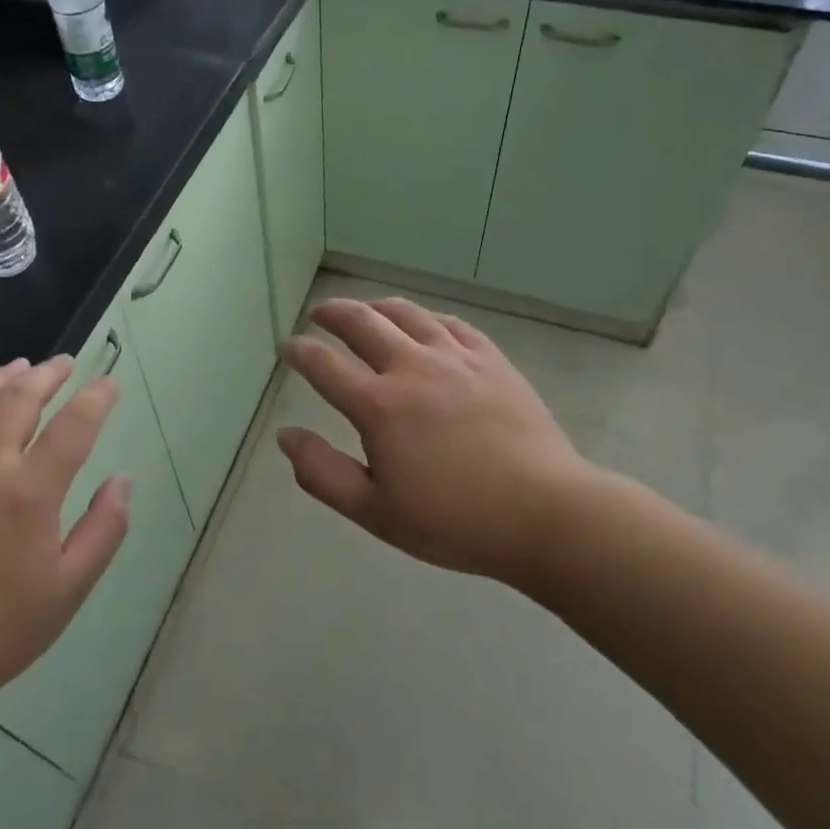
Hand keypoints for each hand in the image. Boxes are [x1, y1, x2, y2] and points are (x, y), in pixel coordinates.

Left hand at [0, 356, 129, 774]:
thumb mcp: (70, 589)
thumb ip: (105, 529)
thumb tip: (122, 481)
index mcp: (28, 495)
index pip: (72, 426)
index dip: (96, 398)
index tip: (109, 383)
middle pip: (17, 399)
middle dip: (47, 375)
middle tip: (64, 364)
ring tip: (18, 367)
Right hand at [278, 298, 614, 587]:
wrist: (544, 513)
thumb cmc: (454, 521)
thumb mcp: (375, 512)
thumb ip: (322, 472)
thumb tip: (285, 435)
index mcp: (379, 406)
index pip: (324, 364)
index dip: (299, 351)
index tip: (287, 346)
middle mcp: (412, 367)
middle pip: (361, 321)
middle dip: (331, 313)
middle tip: (318, 316)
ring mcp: (455, 357)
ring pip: (405, 312)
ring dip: (375, 307)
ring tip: (364, 311)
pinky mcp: (490, 359)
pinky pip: (449, 323)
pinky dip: (424, 317)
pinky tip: (422, 324)